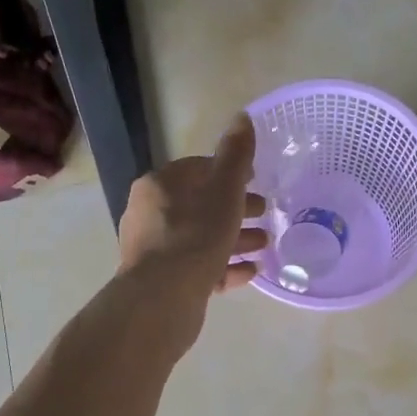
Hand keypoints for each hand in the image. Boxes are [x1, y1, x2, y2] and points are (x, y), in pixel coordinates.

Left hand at [117, 115, 268, 334]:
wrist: (163, 298)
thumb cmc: (195, 235)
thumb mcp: (224, 190)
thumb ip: (236, 156)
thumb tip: (243, 117)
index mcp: (160, 186)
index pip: (197, 169)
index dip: (230, 172)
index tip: (256, 181)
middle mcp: (151, 215)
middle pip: (201, 205)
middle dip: (236, 209)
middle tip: (265, 214)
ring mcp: (156, 250)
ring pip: (202, 238)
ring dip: (235, 239)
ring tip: (265, 244)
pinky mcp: (165, 281)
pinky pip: (200, 267)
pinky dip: (225, 266)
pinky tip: (251, 271)